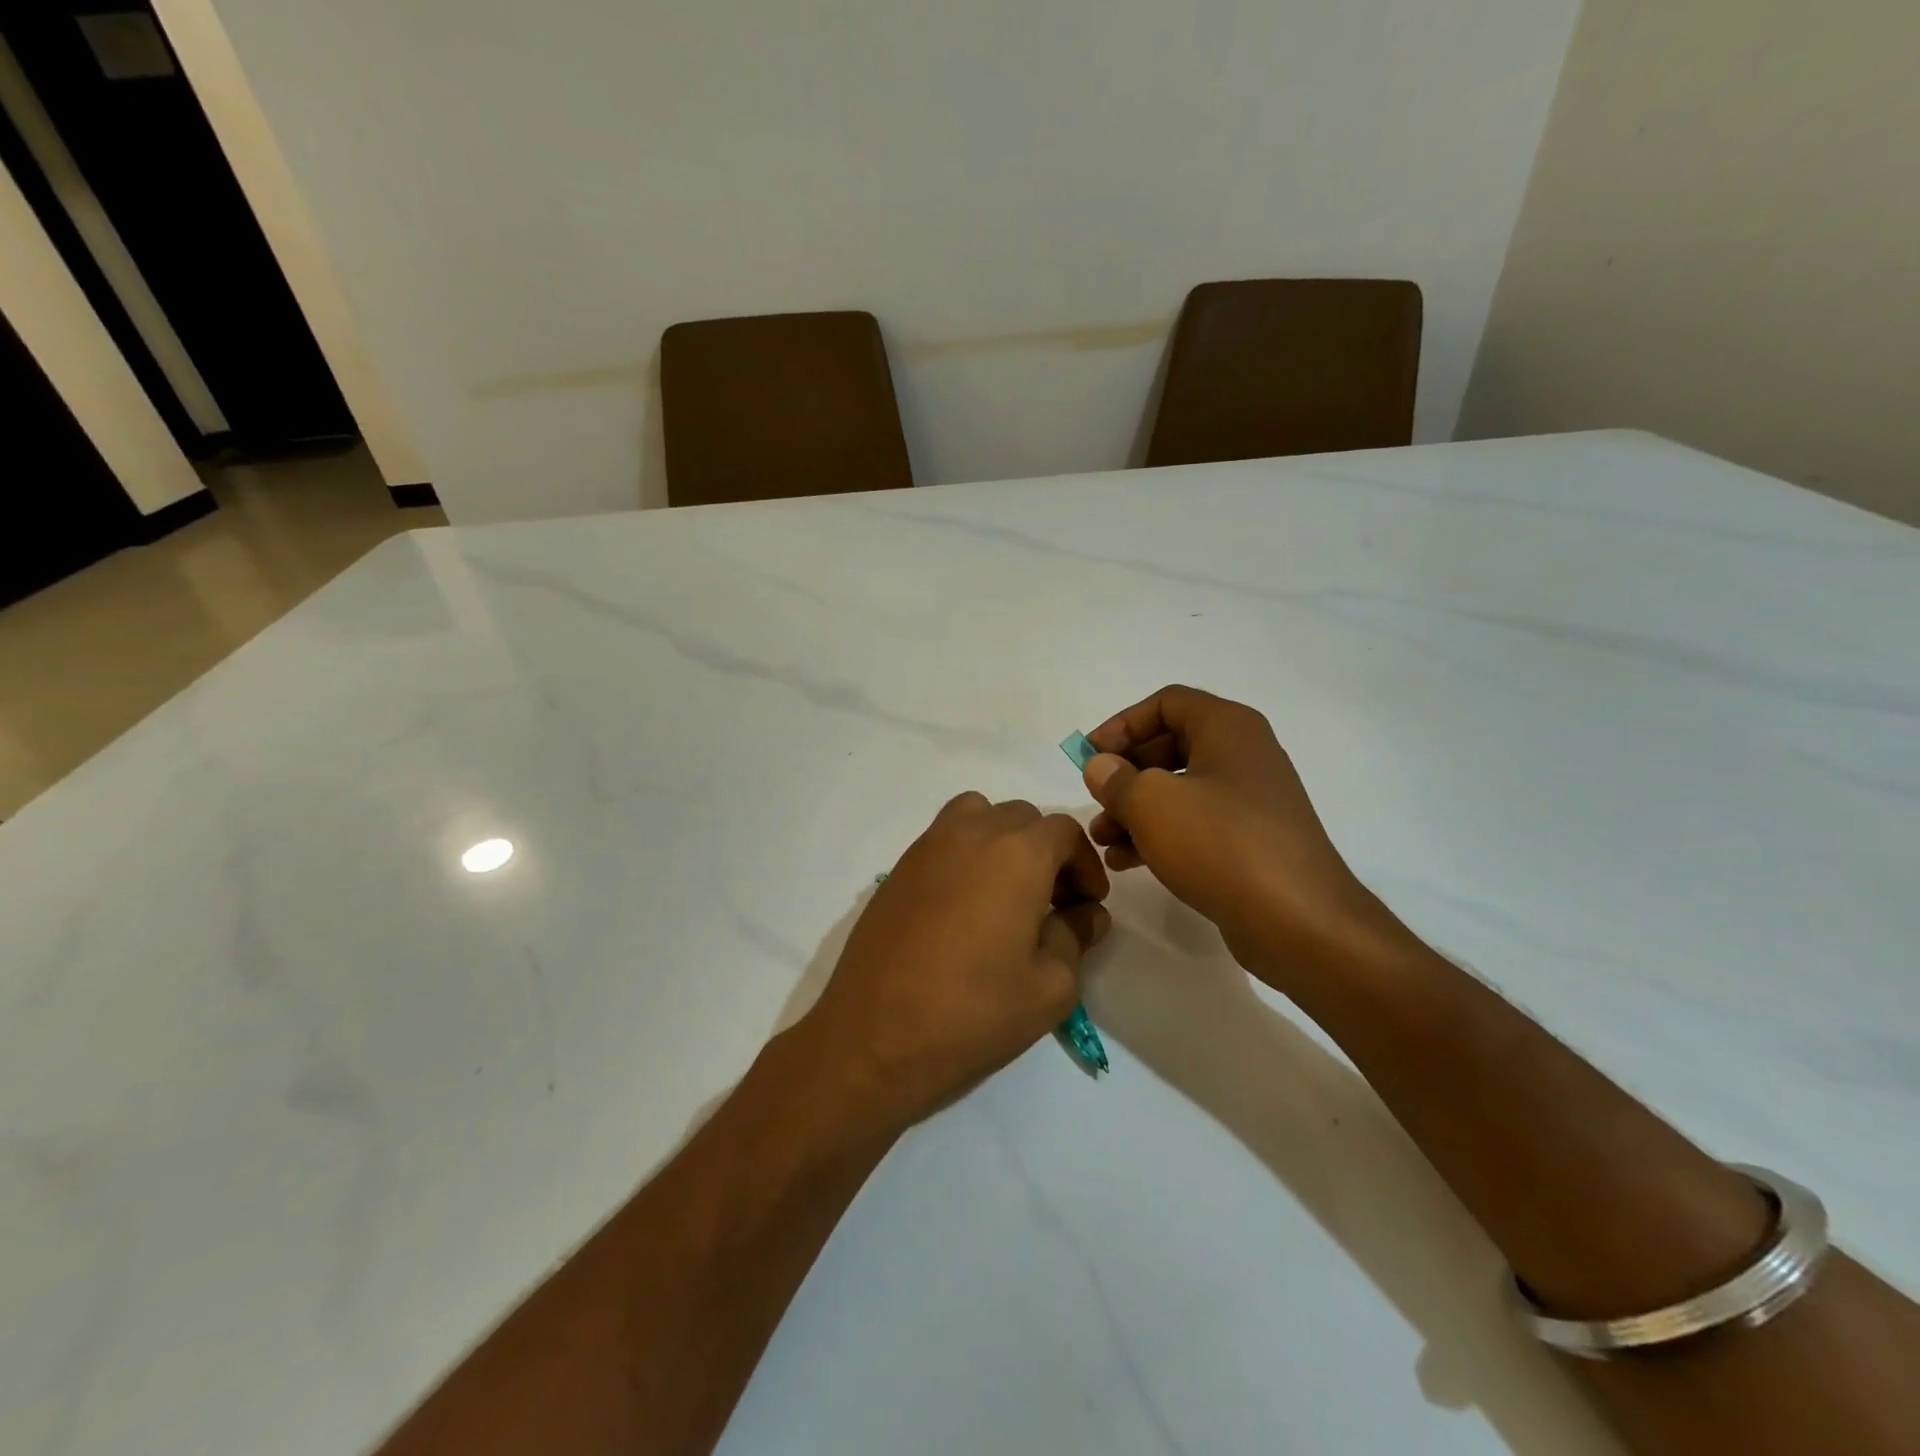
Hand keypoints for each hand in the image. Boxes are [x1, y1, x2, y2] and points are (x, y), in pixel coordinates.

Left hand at [798, 793, 1110, 1131]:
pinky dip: (965, 853)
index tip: (1088, 904)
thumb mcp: (1050, 987)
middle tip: (1053, 901)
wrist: (874, 1036)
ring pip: (977, 815)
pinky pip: (943, 839)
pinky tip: (964, 907)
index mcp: (1017, 854)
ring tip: (1006, 891)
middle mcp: (971, 834)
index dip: (1085, 864)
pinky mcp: (898, 869)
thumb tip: (1086, 914)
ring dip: (1001, 840)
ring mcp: (927, 847)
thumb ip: (1076, 937)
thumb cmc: (972, 1012)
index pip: (1064, 831)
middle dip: (1047, 851)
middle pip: (1022, 817)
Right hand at [1083, 685, 1405, 982]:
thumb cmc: (1220, 844)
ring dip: (1135, 810)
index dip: (1122, 723)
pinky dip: (1160, 835)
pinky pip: (1195, 825)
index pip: (1167, 703)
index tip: (1092, 756)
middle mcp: (1243, 755)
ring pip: (1179, 791)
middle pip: (1170, 746)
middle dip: (1125, 773)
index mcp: (1228, 728)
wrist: (1298, 921)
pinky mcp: (1250, 842)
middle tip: (1095, 799)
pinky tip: (1127, 862)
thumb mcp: (1152, 803)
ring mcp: (1250, 801)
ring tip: (1102, 840)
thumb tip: (1102, 767)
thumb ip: (1116, 779)